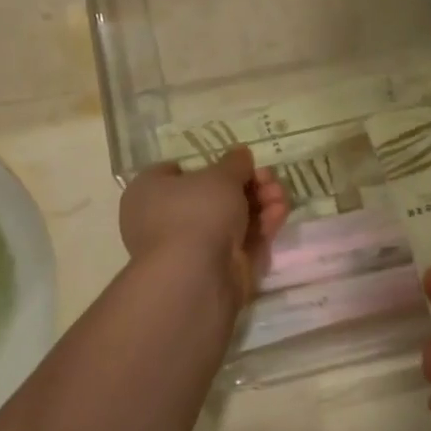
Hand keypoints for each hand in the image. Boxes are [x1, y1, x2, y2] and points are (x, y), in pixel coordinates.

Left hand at [120, 146, 288, 306]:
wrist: (195, 276)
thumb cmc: (196, 212)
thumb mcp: (220, 176)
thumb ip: (234, 163)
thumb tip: (240, 153)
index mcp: (150, 192)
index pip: (177, 172)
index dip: (208, 165)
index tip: (236, 164)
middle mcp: (165, 219)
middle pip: (213, 196)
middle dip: (247, 185)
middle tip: (269, 179)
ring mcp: (192, 248)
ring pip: (231, 219)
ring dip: (259, 204)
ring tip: (281, 195)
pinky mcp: (216, 269)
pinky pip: (241, 241)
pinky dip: (260, 227)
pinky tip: (280, 213)